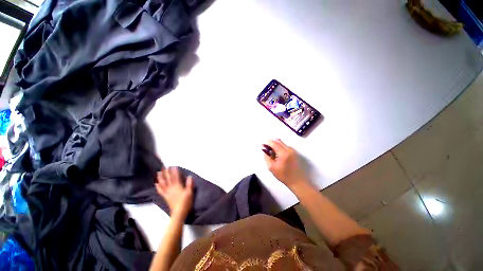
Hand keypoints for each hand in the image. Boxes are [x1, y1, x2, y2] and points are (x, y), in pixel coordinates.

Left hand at [156, 167, 193, 218]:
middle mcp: (172, 188)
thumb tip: (189, 176)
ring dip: (161, 177)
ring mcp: (167, 192)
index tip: (173, 166)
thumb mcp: (190, 192)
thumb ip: (190, 184)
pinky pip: (161, 191)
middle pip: (168, 179)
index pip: (176, 177)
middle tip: (164, 167)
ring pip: (163, 183)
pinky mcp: (165, 196)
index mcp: (178, 186)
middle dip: (166, 172)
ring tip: (158, 172)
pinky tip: (156, 183)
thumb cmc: (185, 202)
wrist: (179, 212)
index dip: (174, 171)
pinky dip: (158, 187)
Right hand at [263, 139, 307, 189]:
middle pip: (278, 141)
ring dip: (276, 145)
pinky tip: (279, 155)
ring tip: (273, 154)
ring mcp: (292, 151)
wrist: (296, 181)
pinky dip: (280, 148)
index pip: (274, 143)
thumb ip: (266, 157)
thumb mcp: (271, 167)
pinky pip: (285, 146)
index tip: (263, 145)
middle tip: (268, 150)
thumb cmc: (283, 175)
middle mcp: (289, 150)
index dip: (267, 143)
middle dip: (272, 143)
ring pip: (282, 143)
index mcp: (283, 153)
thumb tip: (264, 149)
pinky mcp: (294, 152)